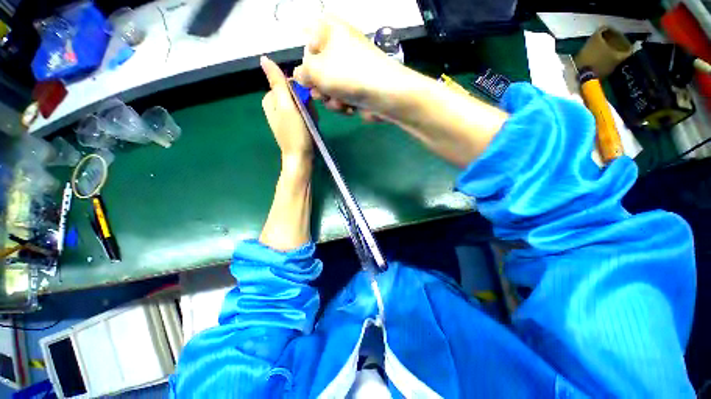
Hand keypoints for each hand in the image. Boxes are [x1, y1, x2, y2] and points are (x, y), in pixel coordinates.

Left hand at [261, 56, 312, 161]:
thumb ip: (277, 83)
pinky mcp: (294, 124)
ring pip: (302, 104)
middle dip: (305, 103)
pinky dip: (310, 118)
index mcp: (270, 99)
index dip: (300, 91)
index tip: (306, 103)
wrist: (301, 158)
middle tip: (309, 116)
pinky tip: (312, 126)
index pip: (288, 83)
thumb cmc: (294, 133)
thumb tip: (264, 59)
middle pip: (295, 94)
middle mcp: (275, 106)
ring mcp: (285, 116)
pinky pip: (304, 114)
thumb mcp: (286, 106)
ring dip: (309, 111)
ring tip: (311, 122)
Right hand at [294, 16, 409, 117]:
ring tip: (341, 102)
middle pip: (318, 69)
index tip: (308, 78)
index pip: (306, 44)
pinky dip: (343, 104)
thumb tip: (299, 76)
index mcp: (329, 30)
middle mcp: (340, 46)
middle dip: (319, 87)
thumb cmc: (348, 75)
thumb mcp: (315, 70)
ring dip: (331, 100)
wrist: (385, 94)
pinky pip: (342, 96)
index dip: (305, 64)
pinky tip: (350, 108)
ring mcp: (351, 68)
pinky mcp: (358, 86)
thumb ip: (301, 72)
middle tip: (323, 94)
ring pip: (329, 87)